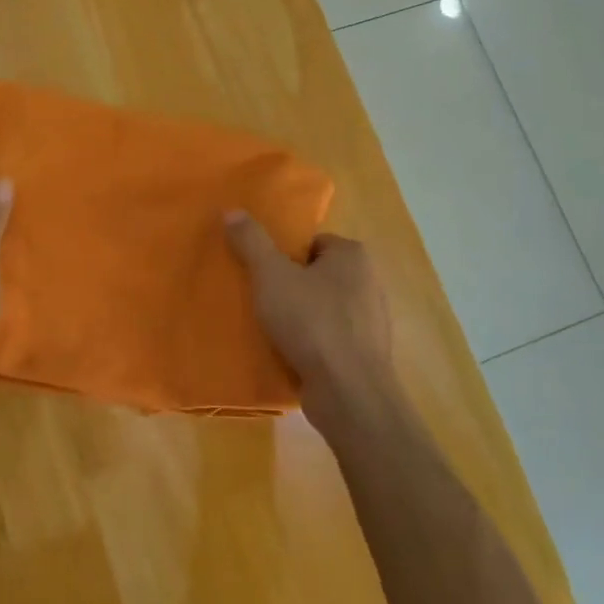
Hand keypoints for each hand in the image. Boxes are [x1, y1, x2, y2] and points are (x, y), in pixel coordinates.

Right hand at [225, 212, 393, 431]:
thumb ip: (252, 242)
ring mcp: (371, 321)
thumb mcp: (271, 275)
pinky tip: (290, 354)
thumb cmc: (311, 322)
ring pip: (324, 308)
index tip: (262, 273)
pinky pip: (331, 338)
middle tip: (261, 299)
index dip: (284, 255)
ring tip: (271, 328)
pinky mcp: (366, 354)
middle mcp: (369, 282)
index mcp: (353, 255)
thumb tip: (232, 211)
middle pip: (317, 274)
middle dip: (291, 285)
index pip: (312, 242)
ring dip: (300, 316)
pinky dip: (312, 343)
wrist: (348, 392)